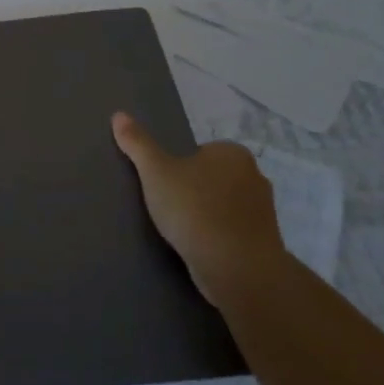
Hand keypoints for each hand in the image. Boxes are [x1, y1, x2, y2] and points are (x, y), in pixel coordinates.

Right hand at [111, 111, 284, 305]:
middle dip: (195, 191)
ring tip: (183, 232)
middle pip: (213, 178)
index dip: (180, 168)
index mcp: (232, 153)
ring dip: (207, 216)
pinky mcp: (264, 242)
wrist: (238, 269)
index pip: (200, 152)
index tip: (165, 186)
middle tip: (170, 208)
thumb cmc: (195, 210)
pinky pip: (234, 232)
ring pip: (225, 206)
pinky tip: (201, 249)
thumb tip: (119, 115)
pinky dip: (219, 238)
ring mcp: (264, 211)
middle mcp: (255, 176)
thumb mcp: (156, 172)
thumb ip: (138, 144)